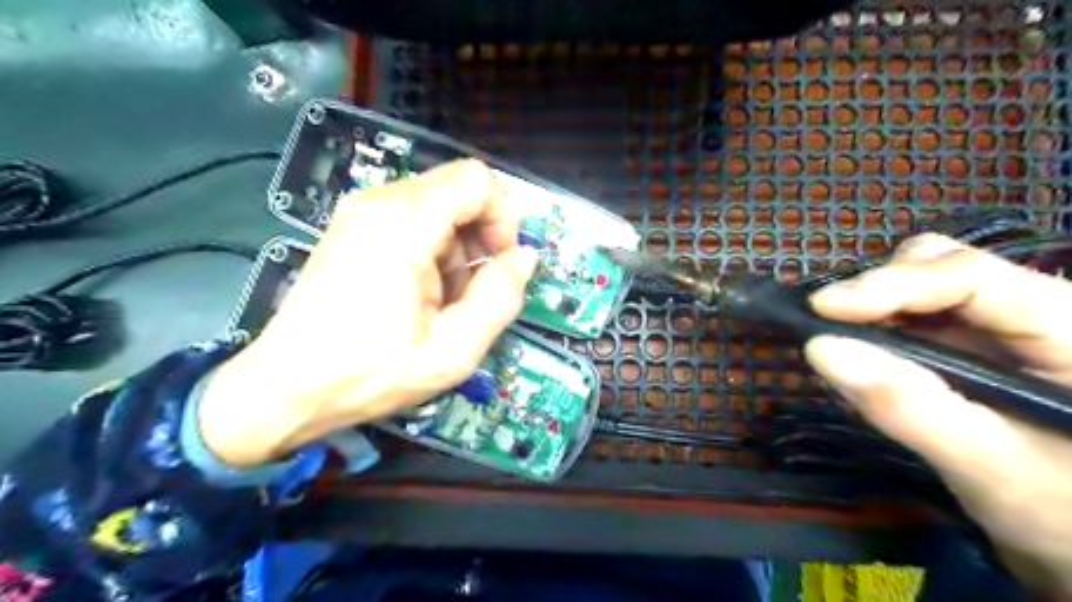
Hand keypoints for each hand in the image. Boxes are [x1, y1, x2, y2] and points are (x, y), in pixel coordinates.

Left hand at [196, 162, 536, 466]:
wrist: (285, 388)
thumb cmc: (369, 372)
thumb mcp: (453, 350)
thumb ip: (501, 297)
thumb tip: (525, 258)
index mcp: (403, 222)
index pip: (477, 180)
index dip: (504, 218)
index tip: (503, 264)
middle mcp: (379, 202)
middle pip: (459, 192)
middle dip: (482, 238)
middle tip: (478, 291)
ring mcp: (362, 213)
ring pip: (440, 209)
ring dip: (459, 251)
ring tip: (447, 303)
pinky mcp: (355, 229)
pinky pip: (415, 223)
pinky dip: (434, 253)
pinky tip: (424, 297)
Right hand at [803, 236, 1071, 591]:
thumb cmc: (1062, 513)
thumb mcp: (989, 467)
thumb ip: (907, 406)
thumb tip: (819, 348)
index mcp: (1067, 326)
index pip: (969, 275)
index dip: (889, 284)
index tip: (820, 309)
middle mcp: (1033, 310)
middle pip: (941, 264)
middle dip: (878, 289)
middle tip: (829, 325)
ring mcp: (999, 327)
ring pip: (919, 285)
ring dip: (871, 308)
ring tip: (839, 344)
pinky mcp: (970, 345)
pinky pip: (910, 318)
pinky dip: (874, 329)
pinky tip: (860, 357)